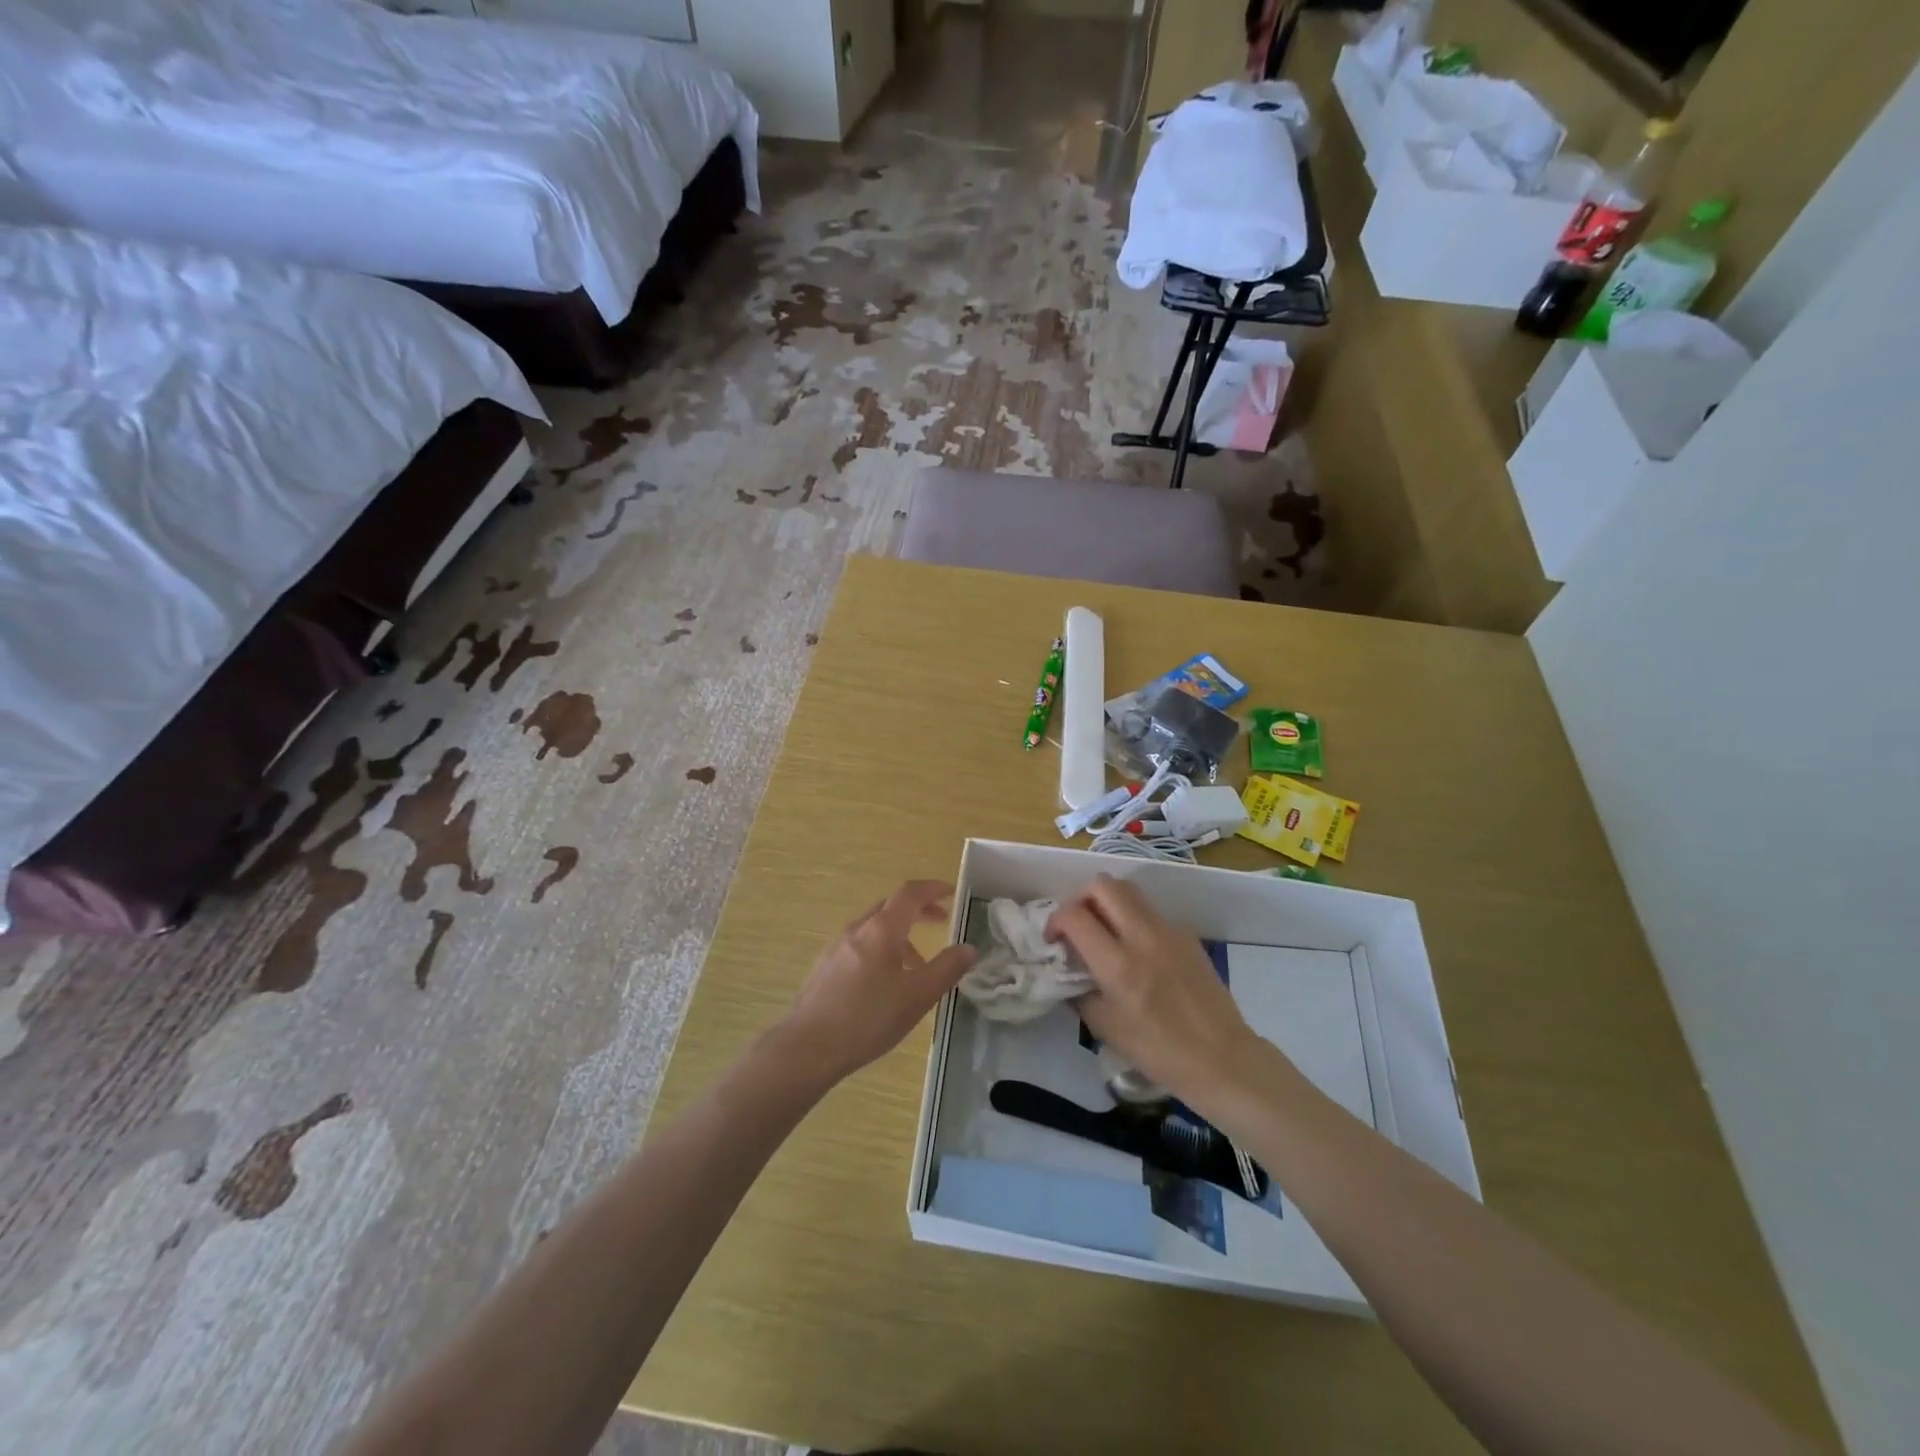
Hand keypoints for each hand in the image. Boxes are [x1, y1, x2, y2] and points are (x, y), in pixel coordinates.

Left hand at [776, 881, 977, 1085]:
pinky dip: (881, 948)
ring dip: (900, 933)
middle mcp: (857, 929)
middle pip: (891, 906)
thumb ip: (946, 969)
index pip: (910, 893)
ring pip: (874, 927)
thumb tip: (969, 948)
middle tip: (941, 920)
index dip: (933, 889)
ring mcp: (837, 946)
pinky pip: (860, 944)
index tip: (952, 892)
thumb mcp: (917, 996)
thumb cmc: (868, 1018)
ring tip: (918, 964)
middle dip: (918, 909)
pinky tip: (884, 982)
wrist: (807, 1047)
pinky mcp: (825, 966)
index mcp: (881, 929)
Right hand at [1047, 876, 1262, 1104]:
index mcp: (1118, 964)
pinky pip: (1152, 913)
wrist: (1222, 1059)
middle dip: (1081, 898)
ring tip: (1105, 932)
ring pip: (1130, 891)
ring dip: (1108, 902)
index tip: (1054, 941)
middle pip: (1103, 885)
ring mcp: (1169, 931)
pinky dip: (1135, 920)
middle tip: (1078, 925)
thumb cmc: (1159, 1051)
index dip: (1055, 921)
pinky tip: (1139, 952)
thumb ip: (1079, 993)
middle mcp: (1142, 936)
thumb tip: (1068, 972)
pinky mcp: (1187, 935)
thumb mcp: (1105, 1029)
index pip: (1074, 915)